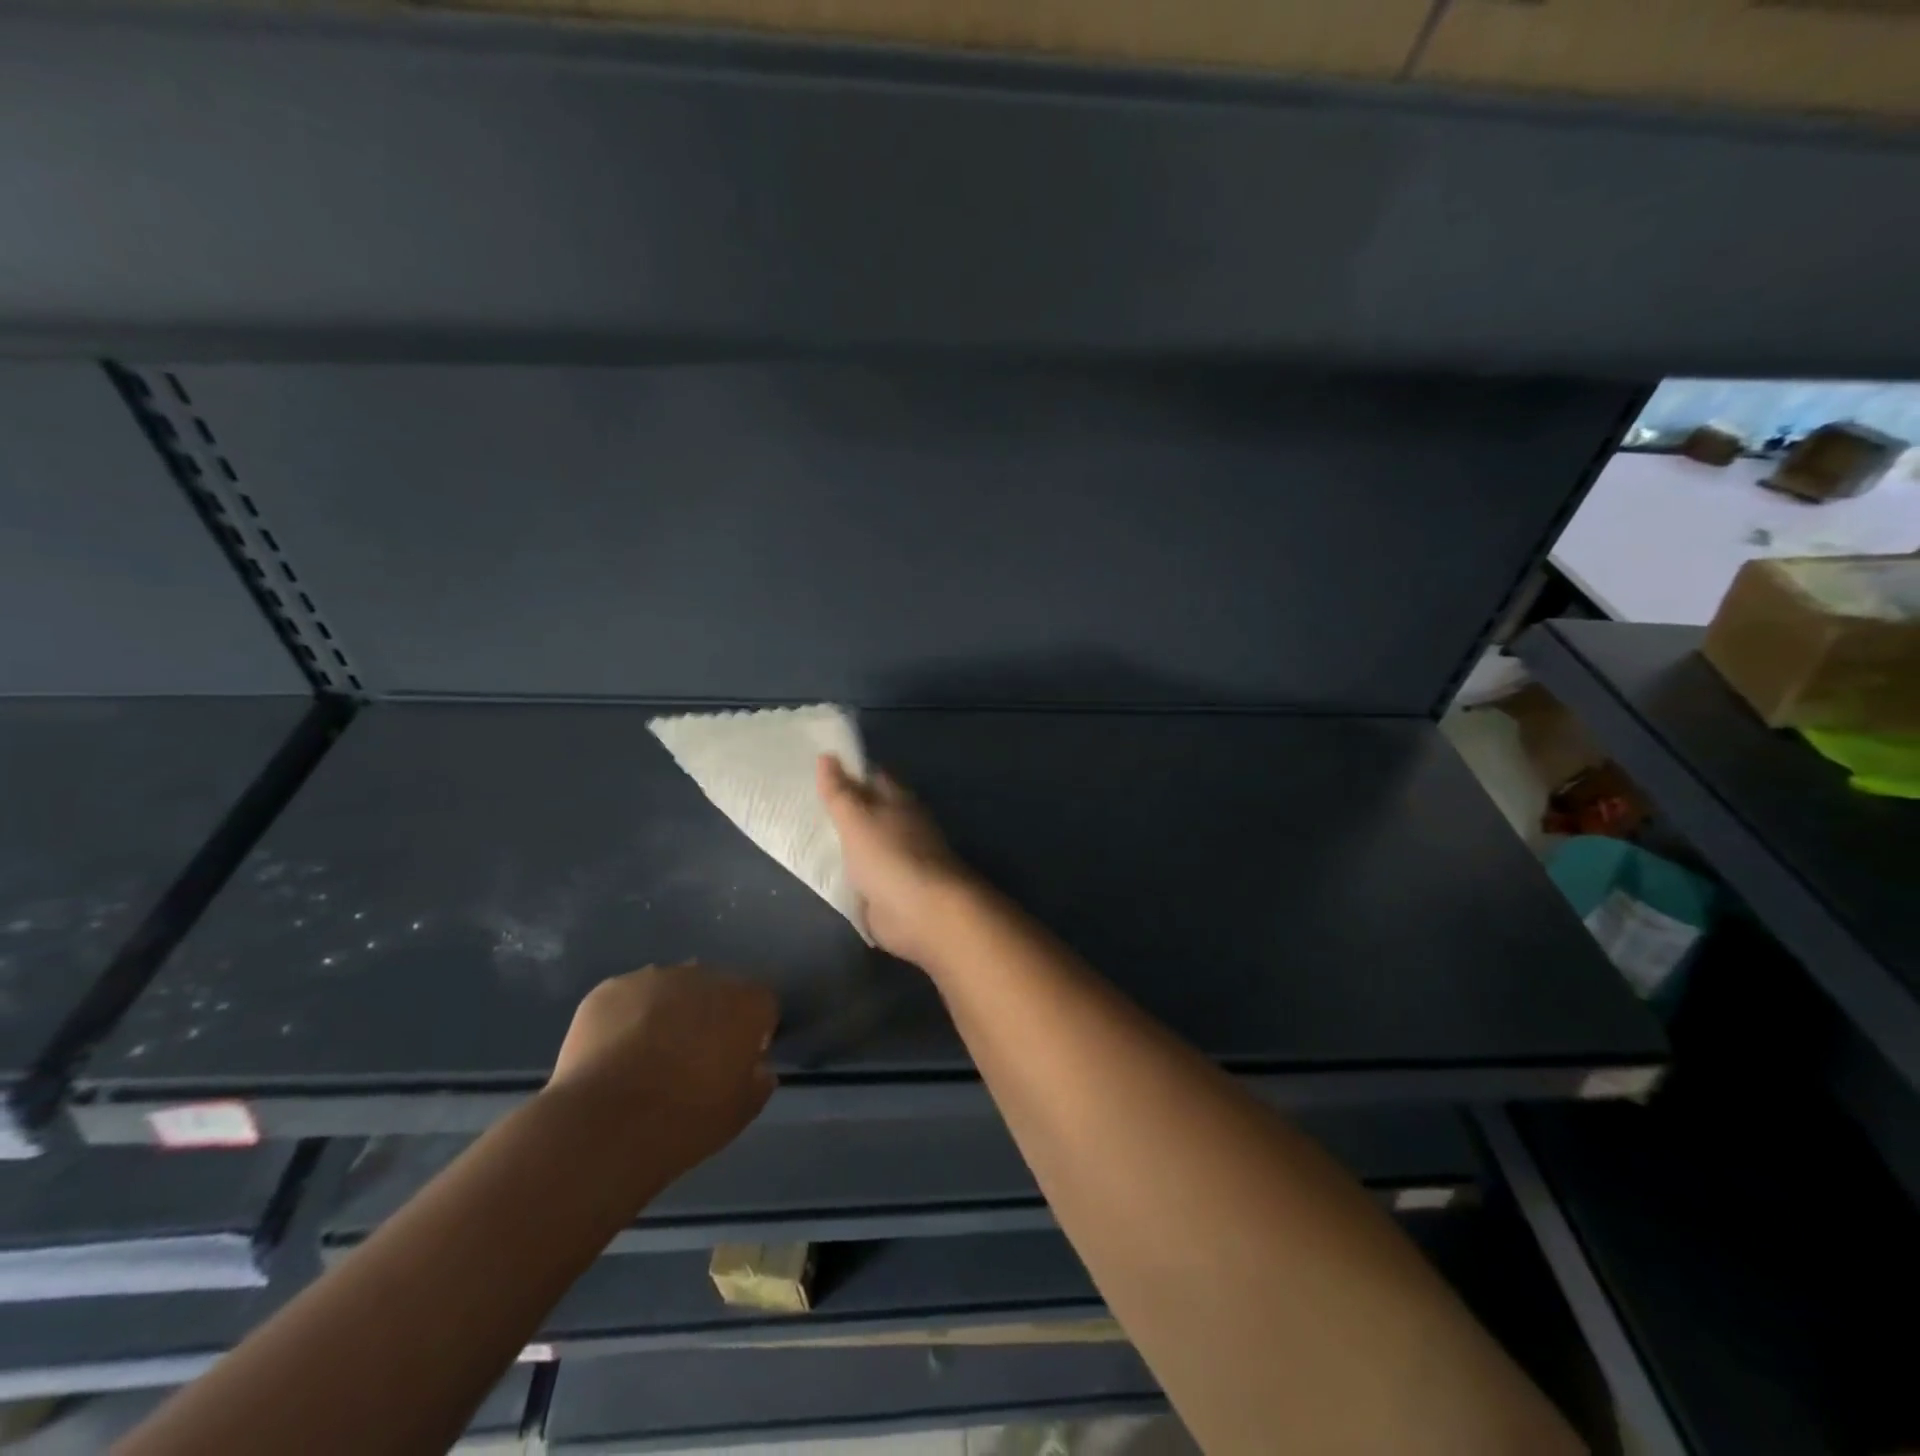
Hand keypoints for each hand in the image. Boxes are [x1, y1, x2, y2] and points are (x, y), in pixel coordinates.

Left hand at [547, 964, 777, 1179]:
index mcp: (746, 1002)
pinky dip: (626, 1019)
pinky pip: (628, 999)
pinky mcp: (611, 988)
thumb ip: (758, 1080)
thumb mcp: (740, 1112)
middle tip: (690, 1059)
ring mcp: (655, 977)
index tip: (734, 1061)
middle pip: (715, 990)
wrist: (606, 1125)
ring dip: (667, 1013)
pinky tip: (613, 1056)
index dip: (751, 1032)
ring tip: (645, 1058)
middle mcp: (705, 976)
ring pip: (670, 989)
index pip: (762, 1004)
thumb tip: (757, 1067)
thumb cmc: (686, 1120)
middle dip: (708, 1016)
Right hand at [818, 755, 976, 965]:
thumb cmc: (889, 856)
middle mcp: (901, 824)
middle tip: (802, 804)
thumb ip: (839, 792)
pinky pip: (865, 874)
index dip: (848, 771)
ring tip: (806, 836)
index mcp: (898, 800)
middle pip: (869, 810)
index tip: (818, 770)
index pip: (872, 776)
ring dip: (845, 841)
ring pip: (866, 842)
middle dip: (843, 808)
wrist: (922, 912)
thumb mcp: (855, 819)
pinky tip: (826, 872)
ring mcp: (898, 858)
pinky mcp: (891, 889)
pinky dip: (849, 871)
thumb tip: (826, 755)